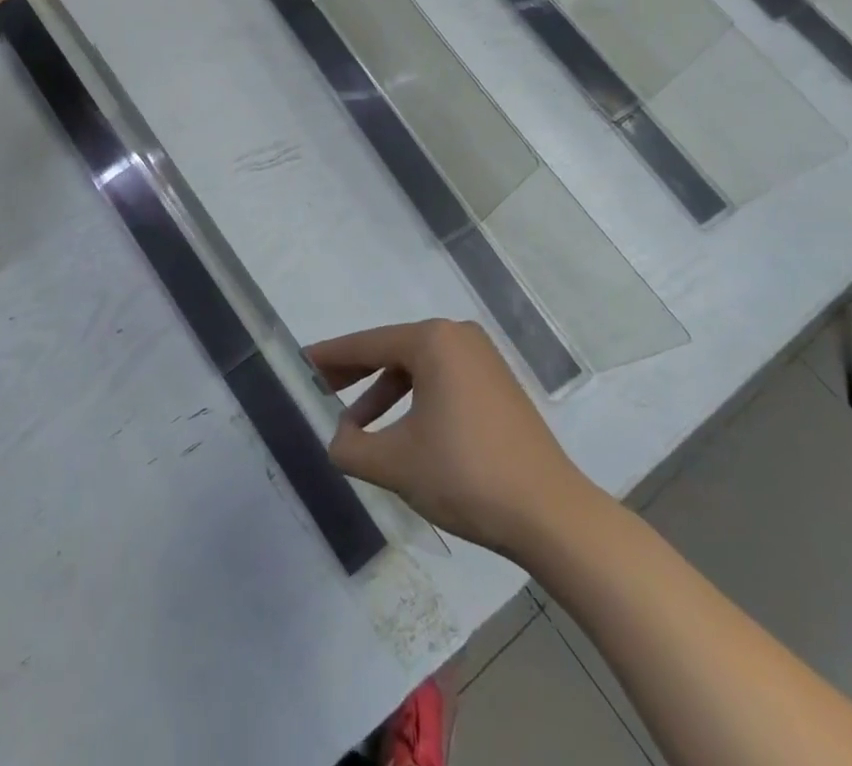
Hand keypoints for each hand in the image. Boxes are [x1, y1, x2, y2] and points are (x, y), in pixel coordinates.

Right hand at [307, 319, 596, 556]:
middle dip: (355, 373)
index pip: (367, 344)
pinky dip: (415, 401)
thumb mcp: (395, 463)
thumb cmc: (466, 476)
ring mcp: (483, 359)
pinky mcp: (497, 384)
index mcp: (433, 341)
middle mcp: (458, 337)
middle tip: (320, 388)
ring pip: (417, 368)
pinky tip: (400, 433)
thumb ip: (351, 448)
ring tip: (356, 427)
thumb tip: (336, 440)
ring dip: (384, 394)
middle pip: (392, 350)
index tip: (300, 362)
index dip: (330, 357)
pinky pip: (442, 381)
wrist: (551, 515)